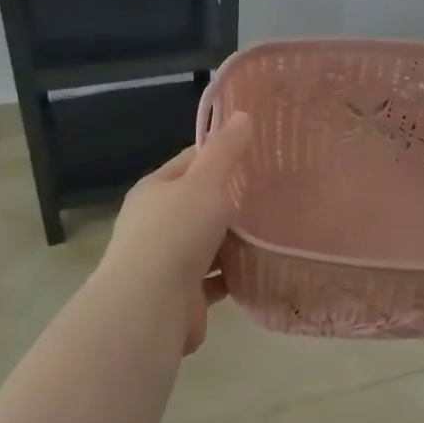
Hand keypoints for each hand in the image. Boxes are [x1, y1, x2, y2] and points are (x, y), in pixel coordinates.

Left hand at [99, 111, 252, 354]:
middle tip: (273, 192)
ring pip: (208, 242)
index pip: (190, 162)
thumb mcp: (204, 183)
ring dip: (234, 240)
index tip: (256, 152)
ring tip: (274, 229)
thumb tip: (241, 114)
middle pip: (199, 203)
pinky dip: (234, 273)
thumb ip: (225, 151)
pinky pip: (215, 278)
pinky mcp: (182, 295)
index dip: (220, 154)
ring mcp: (166, 261)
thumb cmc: (175, 234)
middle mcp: (155, 223)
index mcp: (155, 190)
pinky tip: (261, 266)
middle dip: (232, 200)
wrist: (150, 308)